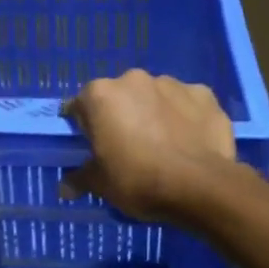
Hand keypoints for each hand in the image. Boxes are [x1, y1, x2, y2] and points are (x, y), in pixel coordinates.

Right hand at [60, 70, 237, 221]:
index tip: (93, 146)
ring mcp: (172, 83)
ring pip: (154, 97)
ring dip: (153, 113)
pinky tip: (189, 141)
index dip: (85, 127)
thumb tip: (64, 188)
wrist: (200, 185)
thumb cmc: (138, 180)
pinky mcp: (204, 94)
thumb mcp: (101, 185)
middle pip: (119, 97)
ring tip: (163, 145)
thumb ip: (80, 179)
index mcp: (101, 95)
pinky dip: (185, 117)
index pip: (81, 106)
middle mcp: (133, 79)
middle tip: (128, 147)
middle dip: (121, 116)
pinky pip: (187, 103)